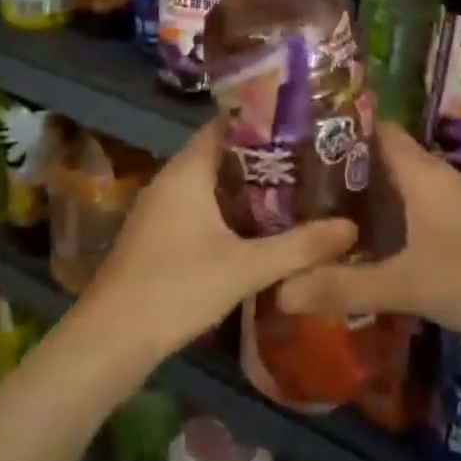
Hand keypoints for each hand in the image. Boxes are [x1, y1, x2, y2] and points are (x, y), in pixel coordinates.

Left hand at [78, 120, 357, 363]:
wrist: (109, 340)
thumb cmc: (175, 288)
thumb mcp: (245, 268)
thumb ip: (299, 247)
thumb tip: (351, 226)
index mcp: (187, 170)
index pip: (228, 124)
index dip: (266, 120)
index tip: (306, 125)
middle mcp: (172, 179)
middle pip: (224, 153)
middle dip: (267, 157)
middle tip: (314, 160)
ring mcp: (162, 208)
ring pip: (214, 183)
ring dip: (251, 186)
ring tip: (299, 189)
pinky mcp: (160, 234)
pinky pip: (203, 206)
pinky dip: (233, 210)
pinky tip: (263, 227)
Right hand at [276, 123, 460, 347]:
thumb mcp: (408, 284)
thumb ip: (345, 286)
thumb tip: (280, 289)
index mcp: (421, 173)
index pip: (375, 130)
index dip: (338, 130)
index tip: (297, 140)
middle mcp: (437, 179)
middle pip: (382, 160)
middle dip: (342, 170)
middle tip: (295, 184)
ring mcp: (454, 204)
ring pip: (399, 188)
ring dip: (365, 198)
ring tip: (319, 213)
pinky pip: (415, 212)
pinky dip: (388, 221)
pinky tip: (368, 245)